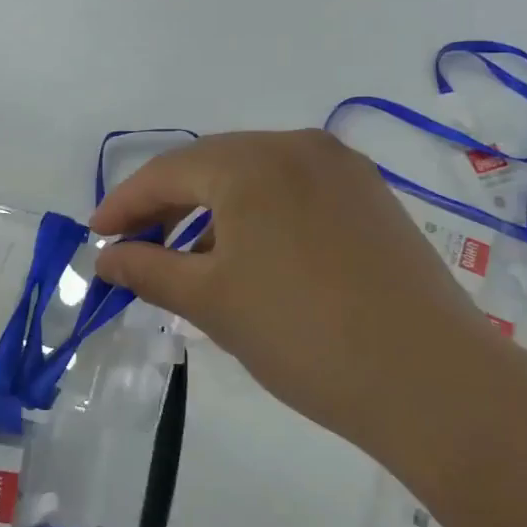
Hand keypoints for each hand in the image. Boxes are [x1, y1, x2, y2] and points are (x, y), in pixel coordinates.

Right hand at [89, 130, 510, 452]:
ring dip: (214, 212)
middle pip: (213, 165)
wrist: (430, 380)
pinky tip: (250, 258)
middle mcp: (299, 146)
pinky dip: (259, 216)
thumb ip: (148, 269)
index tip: (96, 237)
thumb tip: (107, 257)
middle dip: (168, 206)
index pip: (169, 170)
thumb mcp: (211, 302)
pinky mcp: (371, 197)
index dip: (125, 204)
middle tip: (136, 247)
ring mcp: (343, 169)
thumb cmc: (302, 335)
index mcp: (254, 161)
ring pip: (256, 177)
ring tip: (191, 261)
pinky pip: (294, 192)